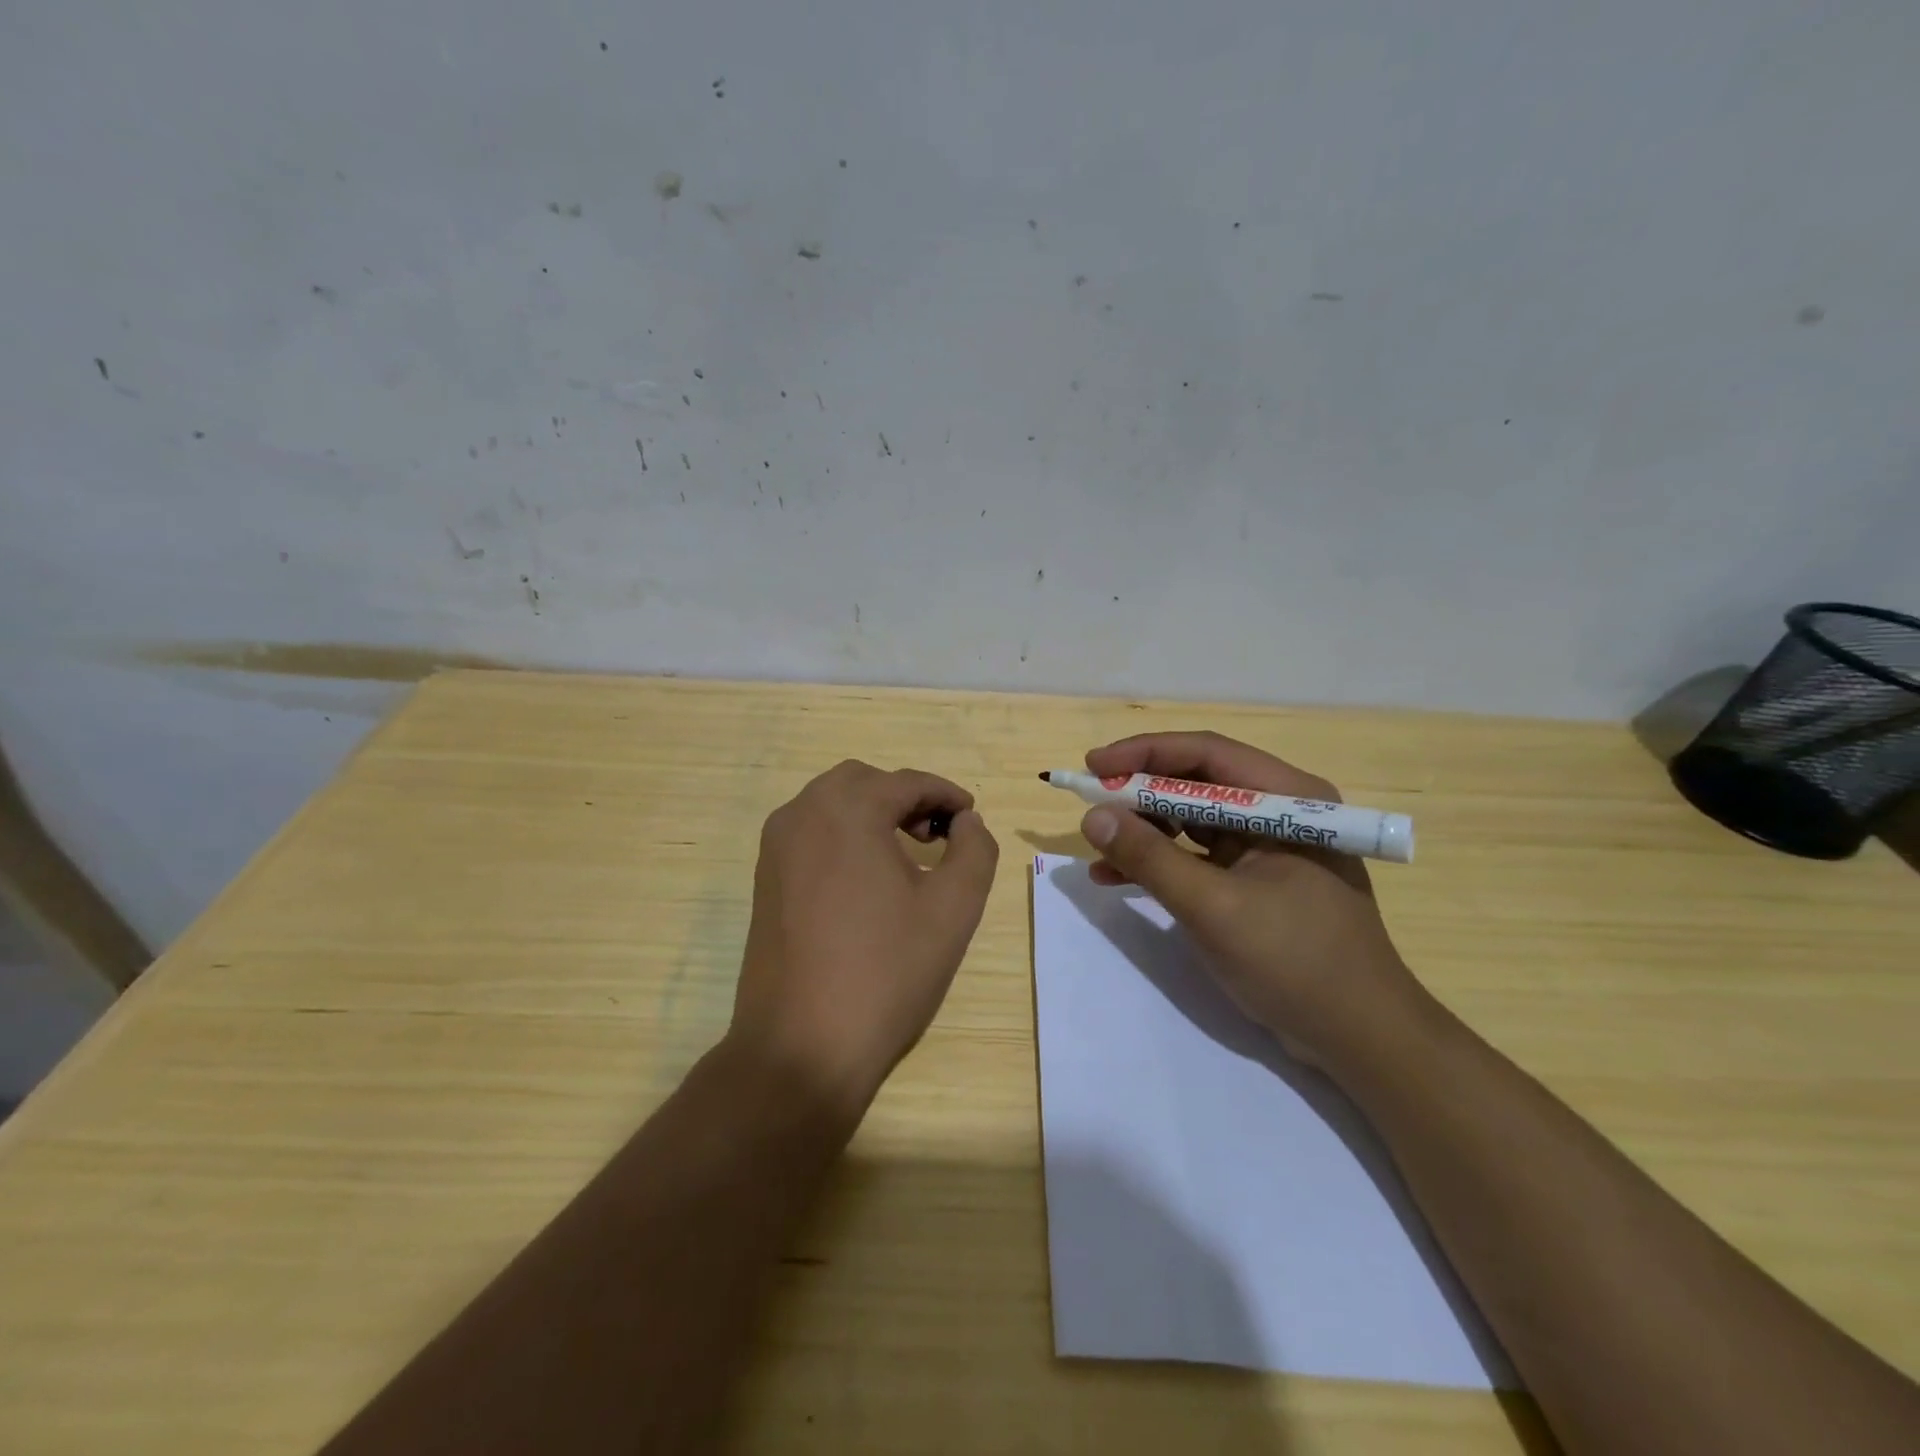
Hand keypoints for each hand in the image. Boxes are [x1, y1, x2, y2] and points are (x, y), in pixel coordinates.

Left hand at [729, 760, 999, 1115]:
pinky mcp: (764, 879)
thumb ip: (974, 850)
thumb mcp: (953, 908)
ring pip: (831, 804)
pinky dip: (844, 835)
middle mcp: (802, 813)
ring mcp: (776, 847)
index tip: (971, 817)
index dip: (946, 794)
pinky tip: (867, 878)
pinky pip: (810, 833)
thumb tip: (966, 822)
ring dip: (872, 813)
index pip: (906, 782)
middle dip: (905, 797)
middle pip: (863, 782)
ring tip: (907, 854)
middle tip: (938, 835)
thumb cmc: (886, 971)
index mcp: (847, 809)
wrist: (801, 1046)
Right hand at [1080, 732, 1427, 1075]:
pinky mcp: (1256, 880)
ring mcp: (1268, 847)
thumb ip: (1149, 858)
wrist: (1359, 1039)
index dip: (1144, 754)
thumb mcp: (1213, 908)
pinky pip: (1198, 856)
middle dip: (1140, 794)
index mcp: (1287, 800)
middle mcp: (1279, 812)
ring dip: (1145, 831)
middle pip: (1196, 784)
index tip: (1092, 766)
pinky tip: (1116, 879)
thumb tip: (1092, 816)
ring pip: (1192, 820)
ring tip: (1097, 848)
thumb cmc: (1295, 962)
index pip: (1206, 755)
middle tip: (1090, 805)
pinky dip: (1160, 864)